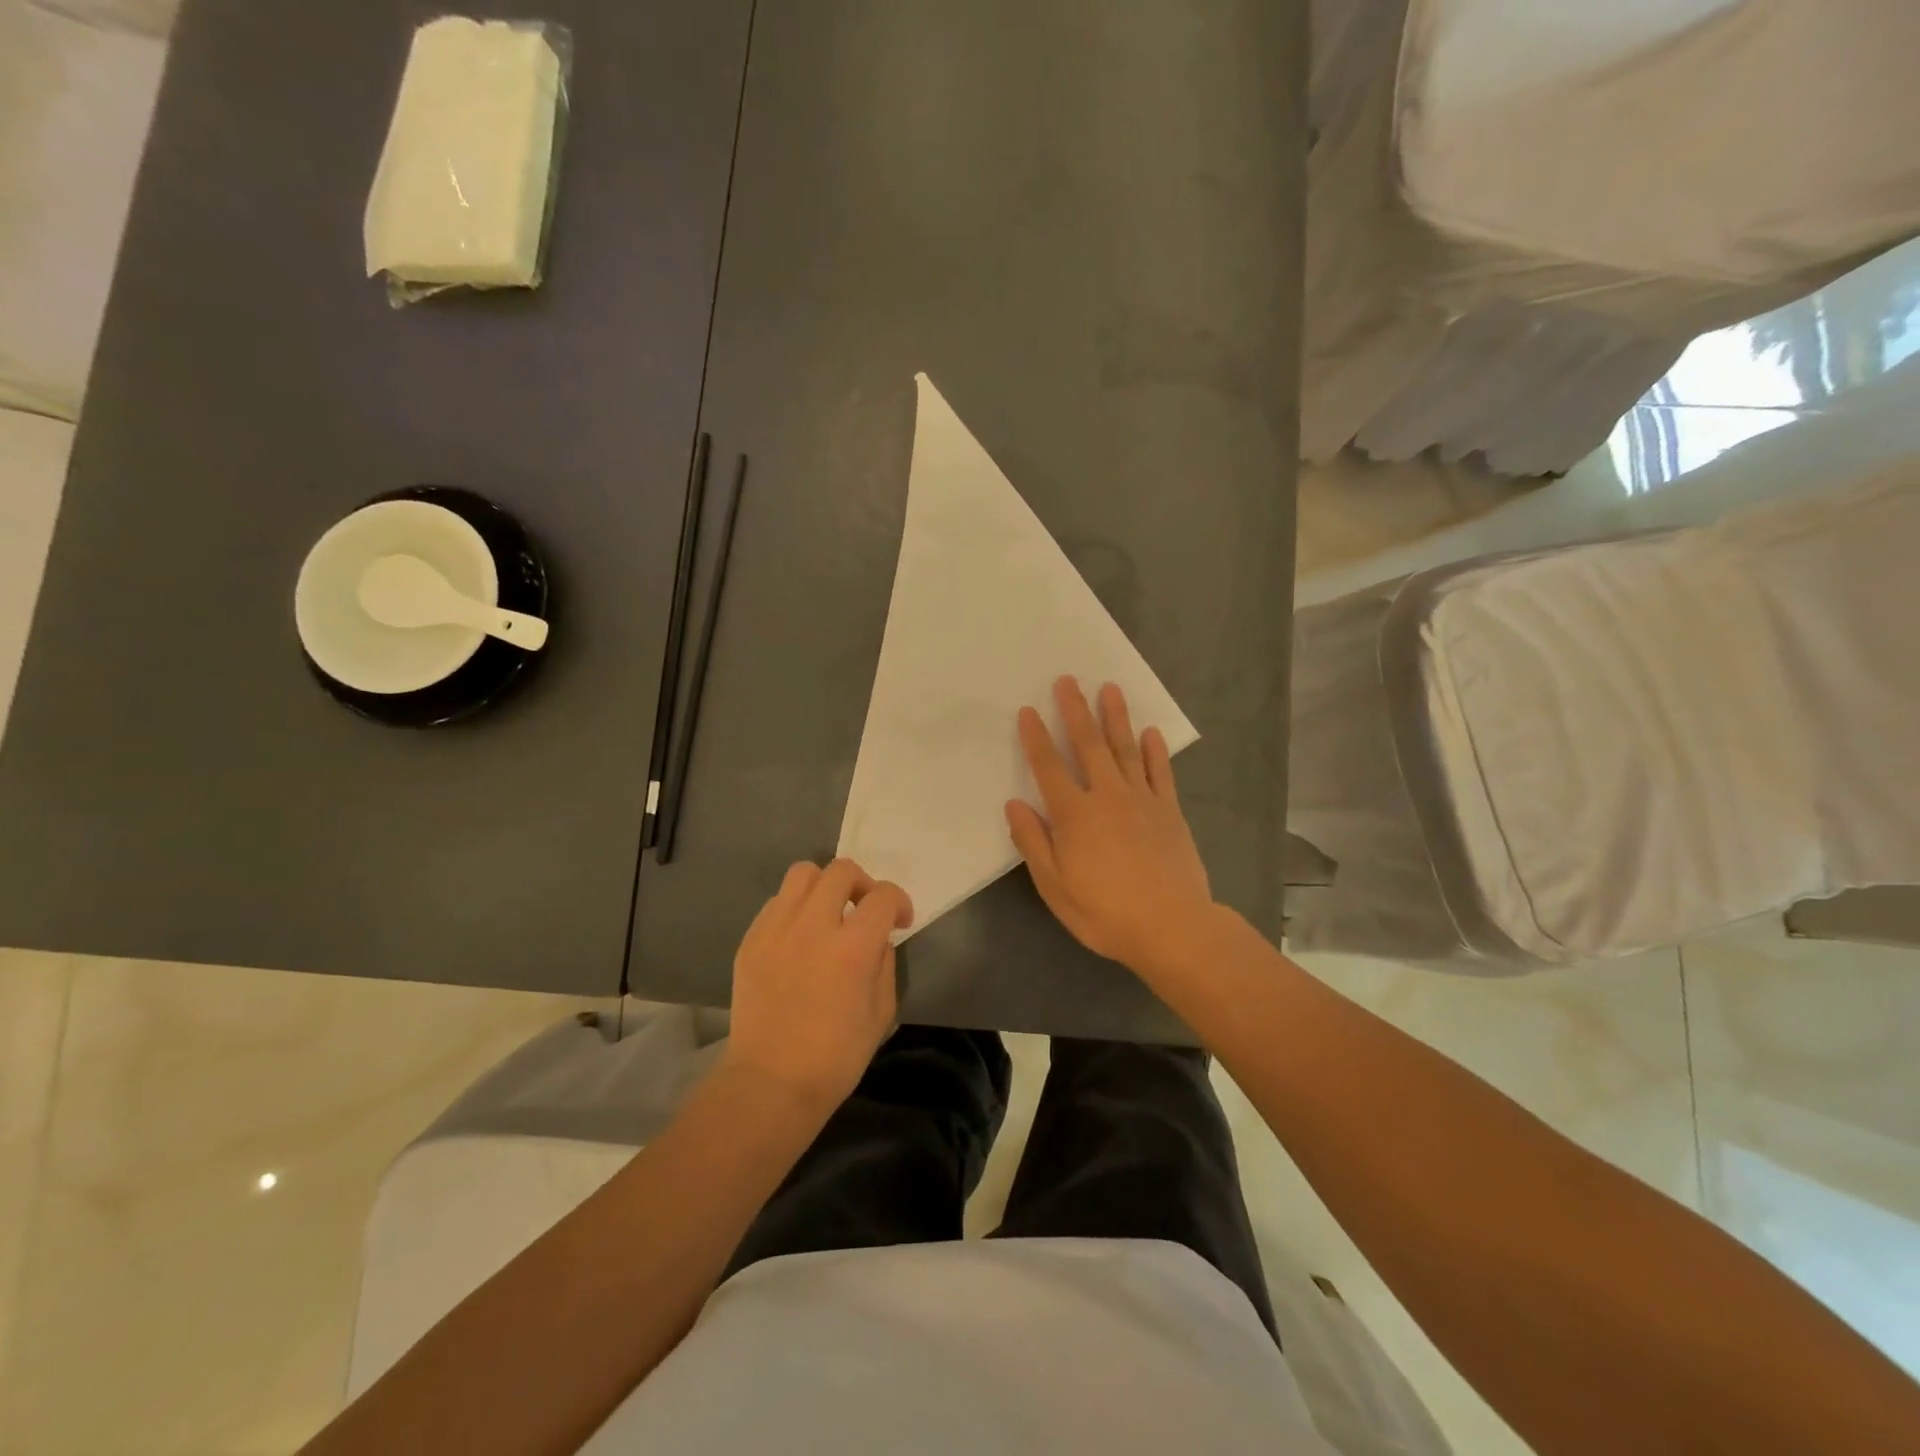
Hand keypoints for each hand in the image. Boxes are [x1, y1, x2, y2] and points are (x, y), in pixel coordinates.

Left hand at [724, 858, 913, 1109]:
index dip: (899, 902)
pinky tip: (799, 937)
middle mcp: (813, 926)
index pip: (883, 896)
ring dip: (823, 886)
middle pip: (841, 871)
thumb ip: (884, 963)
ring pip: (802, 874)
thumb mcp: (882, 1012)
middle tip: (863, 909)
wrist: (770, 1083)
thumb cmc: (836, 1057)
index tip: (899, 921)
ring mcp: (776, 930)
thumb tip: (877, 938)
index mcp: (852, 948)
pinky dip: (794, 909)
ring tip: (827, 914)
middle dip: (862, 883)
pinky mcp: (750, 941)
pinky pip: (776, 903)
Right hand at [1006, 677, 1214, 975]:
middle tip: (1068, 680)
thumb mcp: (1055, 886)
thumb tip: (1014, 804)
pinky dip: (1156, 751)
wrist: (1172, 927)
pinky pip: (1161, 773)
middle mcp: (1107, 796)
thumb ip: (1033, 842)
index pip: (1048, 768)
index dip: (1036, 738)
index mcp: (1074, 815)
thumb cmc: (1105, 912)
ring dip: (1116, 717)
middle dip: (1076, 711)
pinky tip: (1151, 732)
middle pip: (1088, 745)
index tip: (1028, 711)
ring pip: (1125, 749)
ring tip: (1110, 688)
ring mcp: (1143, 800)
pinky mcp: (1170, 811)